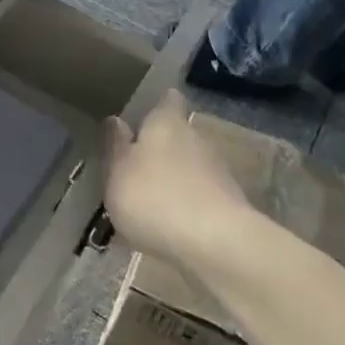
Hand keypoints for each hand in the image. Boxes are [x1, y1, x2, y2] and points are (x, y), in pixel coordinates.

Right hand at [103, 90, 254, 271]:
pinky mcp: (229, 204)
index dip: (157, 104)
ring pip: (189, 166)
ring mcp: (217, 171)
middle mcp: (196, 138)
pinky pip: (199, 196)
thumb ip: (115, 146)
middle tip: (135, 167)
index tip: (142, 115)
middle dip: (159, 148)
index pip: (168, 99)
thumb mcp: (118, 172)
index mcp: (167, 122)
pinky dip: (185, 205)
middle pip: (178, 134)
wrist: (216, 245)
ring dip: (172, 178)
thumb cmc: (155, 198)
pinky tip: (168, 226)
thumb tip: (116, 120)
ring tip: (148, 202)